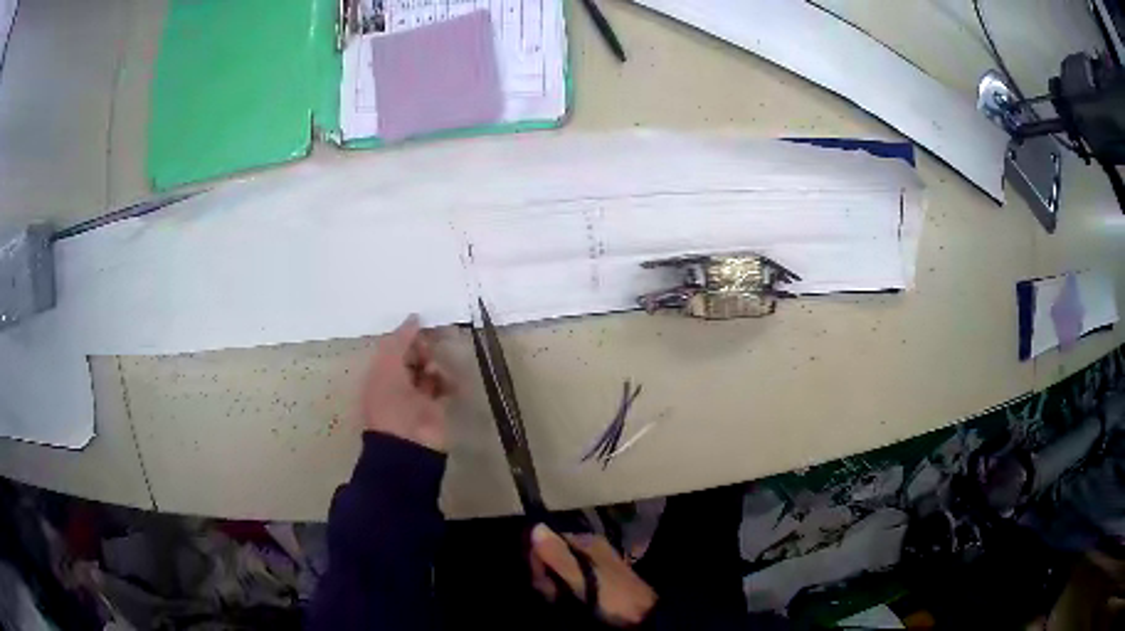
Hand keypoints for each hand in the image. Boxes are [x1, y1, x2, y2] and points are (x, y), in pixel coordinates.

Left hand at [362, 314, 452, 451]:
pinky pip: (443, 386)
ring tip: (435, 372)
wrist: (408, 444)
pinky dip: (447, 382)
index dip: (407, 336)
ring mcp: (415, 396)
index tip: (422, 328)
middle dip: (422, 349)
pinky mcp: (434, 407)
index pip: (393, 346)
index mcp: (379, 372)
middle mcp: (396, 382)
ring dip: (434, 365)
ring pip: (428, 369)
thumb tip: (414, 317)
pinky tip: (449, 384)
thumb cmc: (391, 402)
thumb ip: (399, 339)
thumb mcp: (388, 365)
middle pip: (412, 356)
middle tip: (428, 351)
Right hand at [530, 524, 656, 626]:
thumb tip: (535, 526)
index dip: (536, 560)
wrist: (643, 620)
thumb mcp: (582, 578)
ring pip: (555, 573)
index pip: (545, 541)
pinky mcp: (592, 583)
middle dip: (545, 578)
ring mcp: (590, 567)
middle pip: (549, 557)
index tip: (539, 579)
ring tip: (562, 602)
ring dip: (552, 589)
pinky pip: (565, 584)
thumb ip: (558, 555)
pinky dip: (562, 595)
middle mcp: (587, 549)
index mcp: (586, 541)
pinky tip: (567, 605)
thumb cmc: (612, 598)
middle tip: (555, 595)